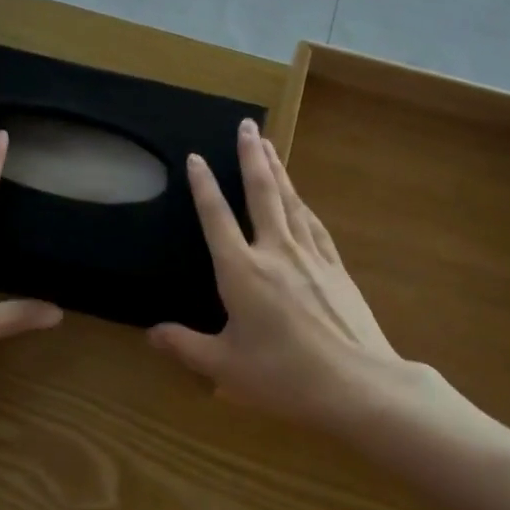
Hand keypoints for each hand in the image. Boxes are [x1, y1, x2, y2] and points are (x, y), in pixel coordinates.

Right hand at [148, 118, 434, 433]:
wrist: (357, 384)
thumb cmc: (284, 376)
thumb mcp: (225, 367)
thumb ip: (185, 346)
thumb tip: (151, 333)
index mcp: (242, 272)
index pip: (217, 218)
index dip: (204, 186)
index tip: (197, 157)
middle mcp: (275, 252)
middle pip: (261, 193)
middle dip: (251, 156)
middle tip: (246, 124)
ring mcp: (310, 256)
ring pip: (290, 201)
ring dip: (277, 170)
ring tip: (268, 145)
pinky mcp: (335, 268)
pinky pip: (314, 225)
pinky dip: (304, 205)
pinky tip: (302, 199)